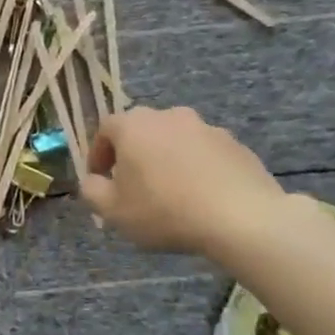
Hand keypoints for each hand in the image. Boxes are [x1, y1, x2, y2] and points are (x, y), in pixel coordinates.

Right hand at [81, 106, 288, 256]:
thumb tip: (92, 181)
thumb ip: (92, 191)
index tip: (100, 179)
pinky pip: (204, 153)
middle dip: (133, 155)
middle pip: (141, 131)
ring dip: (166, 160)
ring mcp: (206, 127)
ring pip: (174, 141)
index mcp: (133, 125)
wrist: (242, 218)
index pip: (104, 129)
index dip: (98, 154)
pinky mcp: (235, 144)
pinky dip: (196, 168)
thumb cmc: (165, 210)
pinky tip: (201, 197)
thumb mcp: (113, 211)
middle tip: (133, 186)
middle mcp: (168, 116)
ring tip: (170, 193)